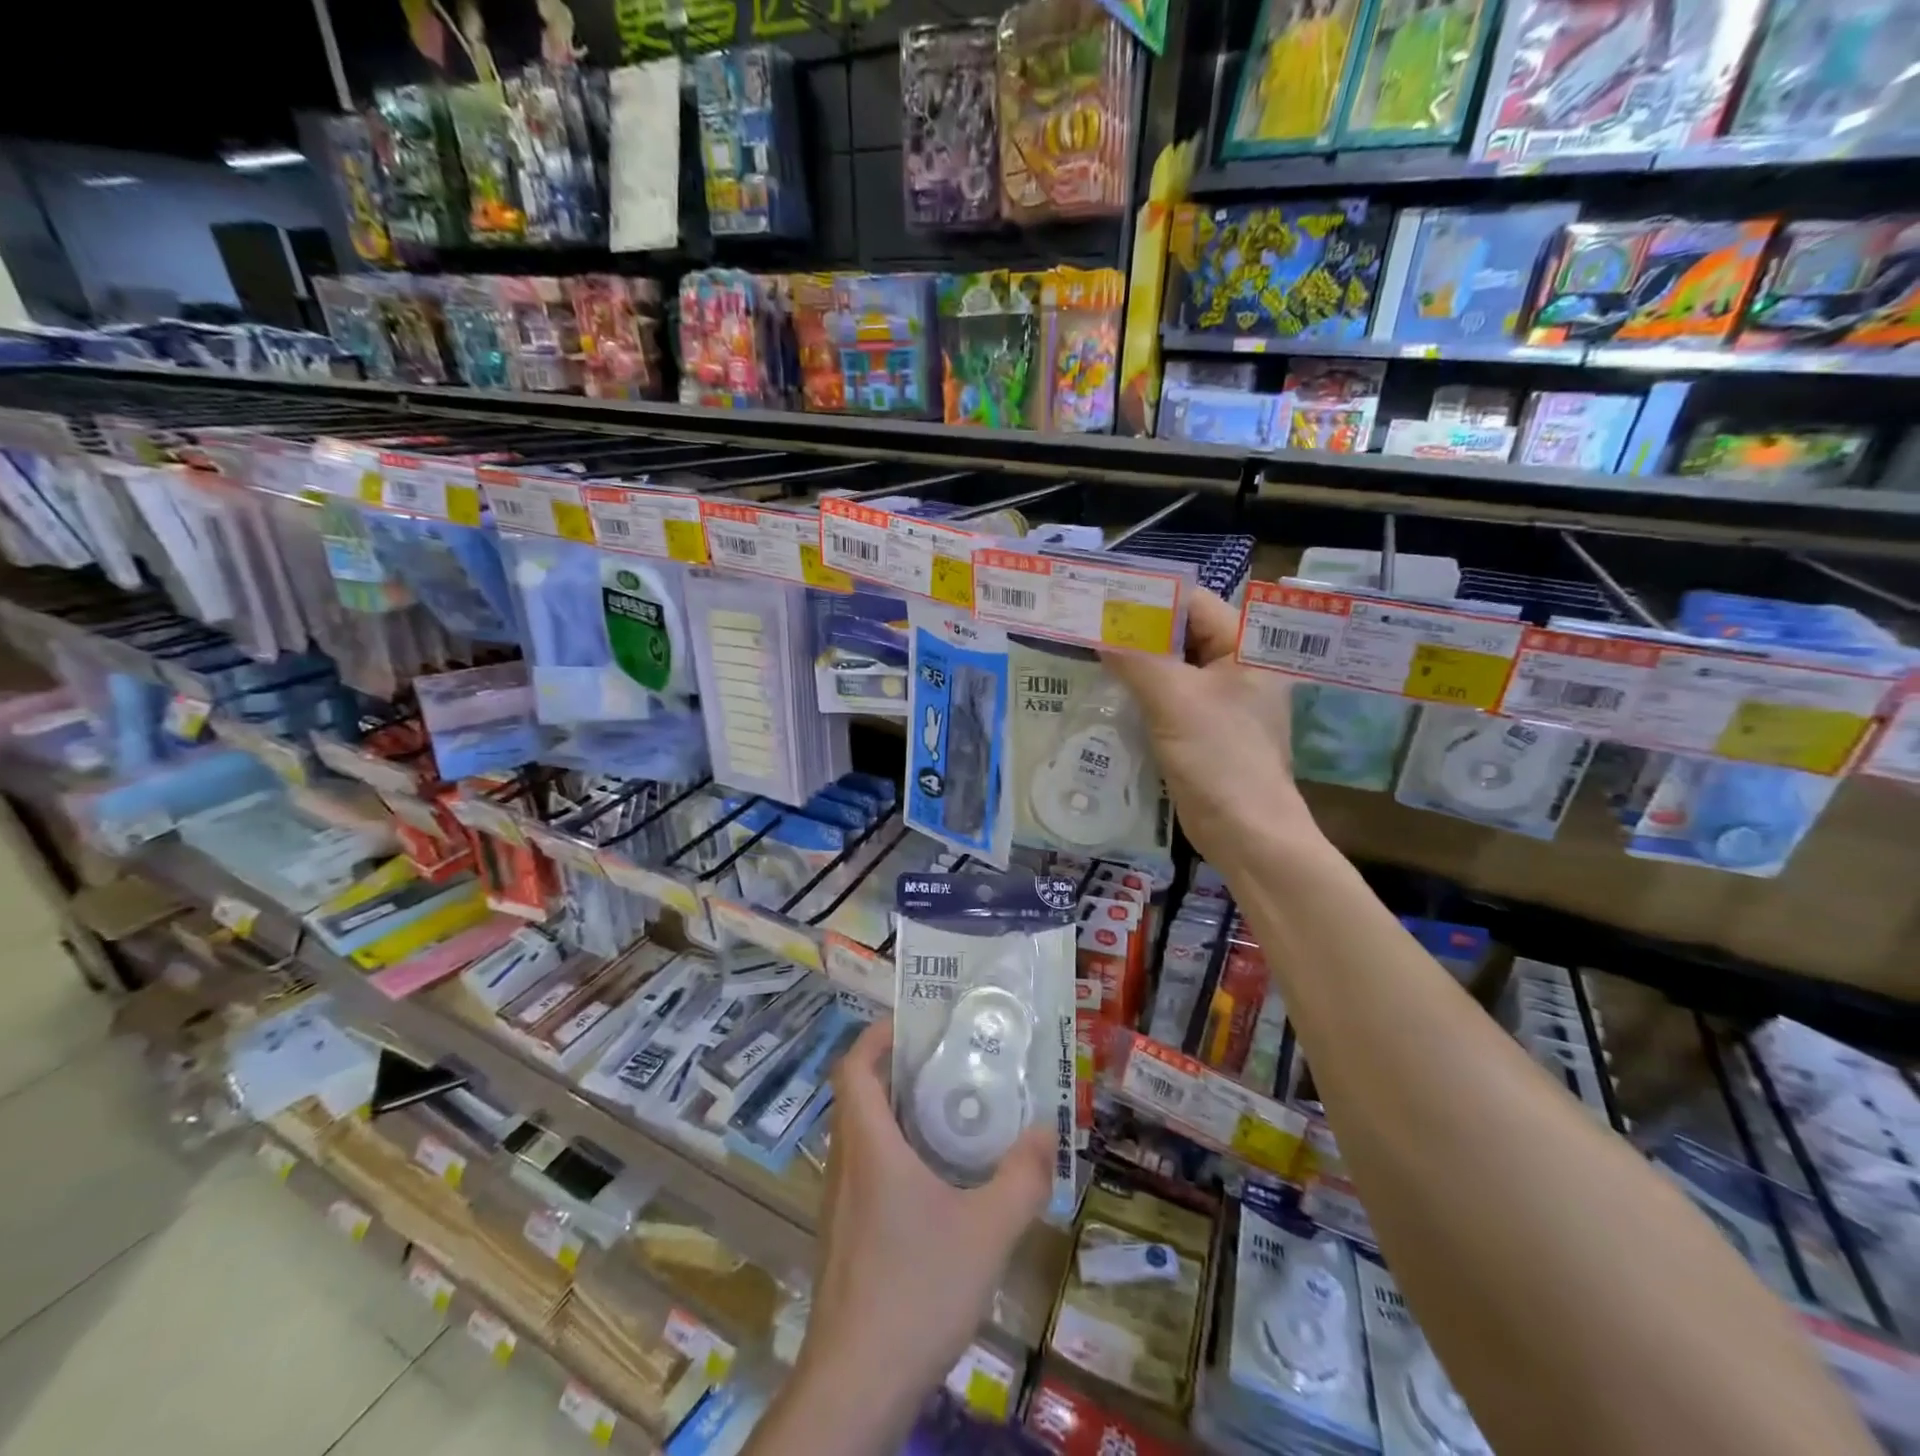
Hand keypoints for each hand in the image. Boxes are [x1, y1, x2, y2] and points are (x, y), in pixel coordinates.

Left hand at [800, 1022, 1052, 1421]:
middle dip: (897, 1071)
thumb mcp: (987, 1230)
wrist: (856, 1385)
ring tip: (949, 1115)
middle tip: (947, 1064)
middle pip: (858, 1095)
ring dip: (896, 1114)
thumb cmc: (916, 1289)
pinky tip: (935, 1184)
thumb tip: (1047, 1131)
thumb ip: (1022, 1177)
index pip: (853, 1066)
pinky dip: (893, 1155)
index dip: (877, 1036)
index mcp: (868, 1144)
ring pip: (861, 1135)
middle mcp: (845, 1163)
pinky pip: (864, 1171)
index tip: (914, 1024)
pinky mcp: (843, 1237)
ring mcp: (839, 1203)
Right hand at [1101, 587, 1316, 868]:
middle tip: (1084, 626)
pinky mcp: (1202, 728)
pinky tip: (1104, 692)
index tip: (1098, 599)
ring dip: (1133, 664)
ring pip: (1169, 667)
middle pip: (1179, 634)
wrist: (1245, 832)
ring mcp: (1220, 699)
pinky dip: (1139, 693)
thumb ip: (1135, 657)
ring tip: (1085, 654)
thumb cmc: (1219, 757)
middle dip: (1133, 632)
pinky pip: (1167, 698)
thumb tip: (1097, 630)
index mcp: (1246, 646)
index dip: (1145, 599)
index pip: (1191, 603)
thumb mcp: (1173, 699)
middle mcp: (1237, 665)